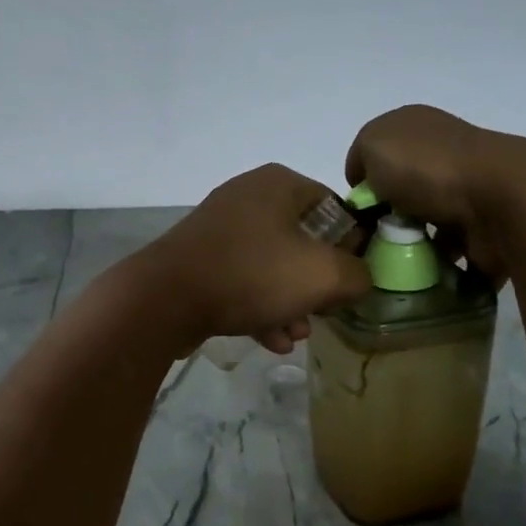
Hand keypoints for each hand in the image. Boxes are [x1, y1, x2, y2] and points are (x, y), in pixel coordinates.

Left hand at [129, 164, 371, 354]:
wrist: (165, 299)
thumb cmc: (253, 274)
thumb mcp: (324, 275)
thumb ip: (358, 274)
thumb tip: (360, 277)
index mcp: (279, 184)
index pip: (335, 208)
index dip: (352, 245)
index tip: (354, 279)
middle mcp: (248, 197)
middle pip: (303, 240)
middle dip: (316, 284)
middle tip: (324, 312)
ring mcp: (219, 228)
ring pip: (271, 265)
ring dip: (290, 302)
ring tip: (296, 335)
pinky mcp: (199, 259)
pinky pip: (242, 280)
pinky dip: (259, 307)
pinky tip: (270, 341)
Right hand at [345, 105, 511, 283]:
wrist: (498, 200)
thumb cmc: (427, 167)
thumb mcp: (372, 144)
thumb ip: (359, 158)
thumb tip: (368, 185)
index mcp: (418, 128)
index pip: (379, 156)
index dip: (363, 184)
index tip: (357, 211)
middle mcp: (444, 155)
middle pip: (402, 193)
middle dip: (385, 219)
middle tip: (371, 244)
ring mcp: (468, 192)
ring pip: (426, 224)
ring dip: (410, 245)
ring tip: (394, 265)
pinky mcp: (485, 228)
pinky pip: (452, 253)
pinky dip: (437, 266)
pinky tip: (421, 274)